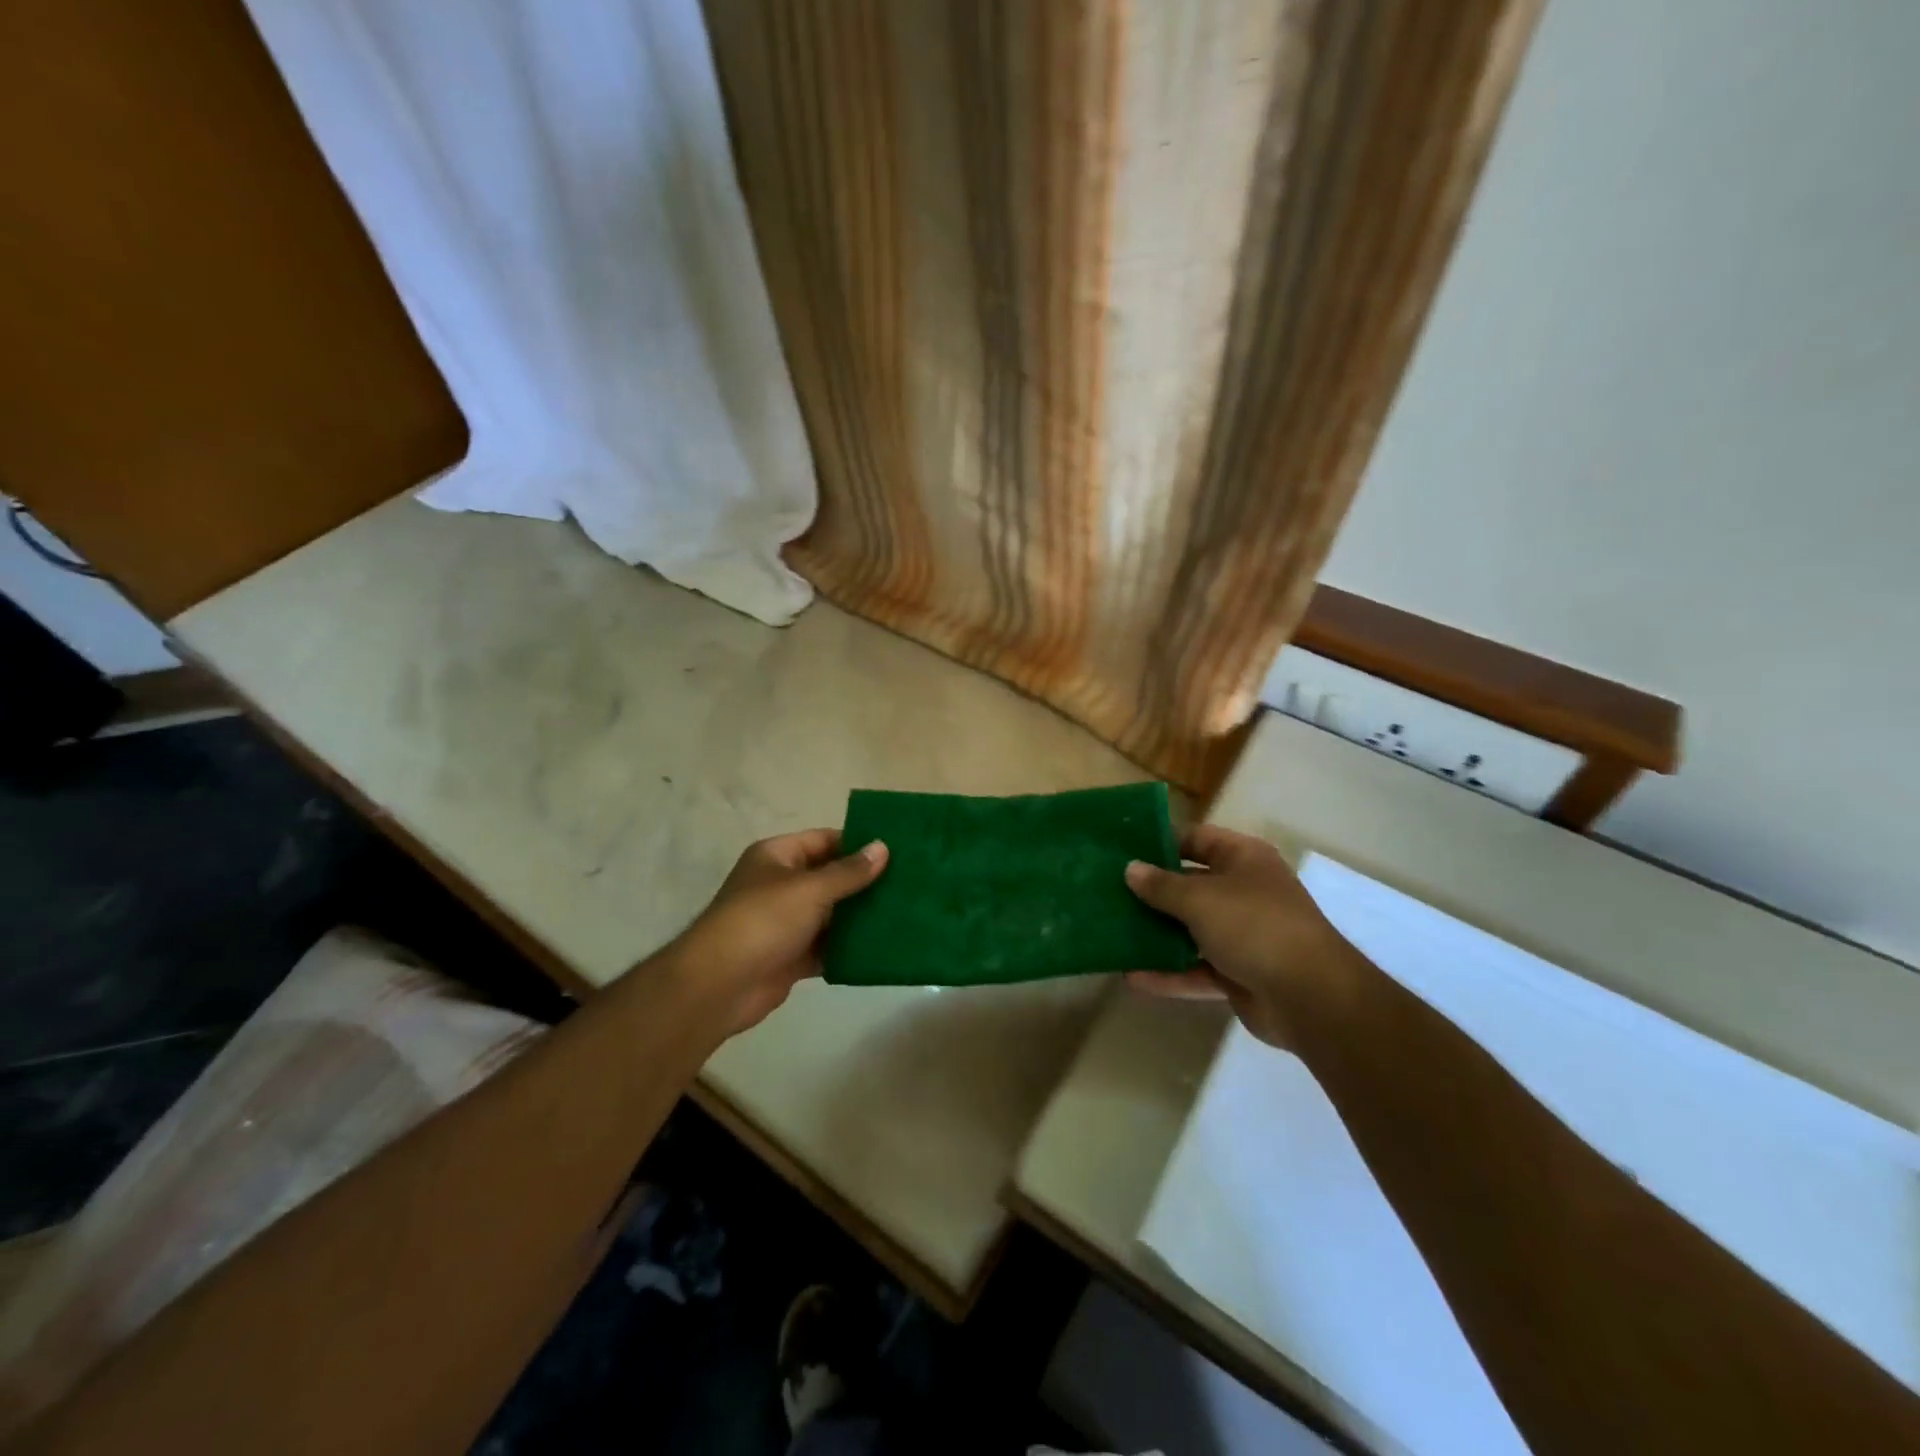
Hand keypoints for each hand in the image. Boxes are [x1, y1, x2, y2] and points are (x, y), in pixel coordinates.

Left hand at [668, 830, 887, 1033]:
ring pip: (831, 914)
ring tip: (904, 913)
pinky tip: (882, 948)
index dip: (858, 843)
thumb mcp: (810, 889)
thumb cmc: (763, 921)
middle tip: (909, 883)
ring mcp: (786, 923)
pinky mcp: (791, 956)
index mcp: (777, 857)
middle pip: (830, 877)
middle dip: (865, 882)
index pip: (824, 840)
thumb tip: (882, 847)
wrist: (719, 986)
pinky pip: (827, 946)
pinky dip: (849, 948)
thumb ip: (848, 871)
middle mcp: (781, 885)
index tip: (897, 850)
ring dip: (860, 917)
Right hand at [1123, 825, 1359, 1049]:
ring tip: (1113, 932)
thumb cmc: (1254, 926)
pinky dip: (1168, 973)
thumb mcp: (1200, 899)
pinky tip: (1132, 977)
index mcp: (1243, 859)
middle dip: (1151, 891)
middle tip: (1107, 891)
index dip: (1160, 842)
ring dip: (1156, 934)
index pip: (1196, 839)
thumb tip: (1130, 869)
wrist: (1310, 997)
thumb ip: (1161, 885)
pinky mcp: (1237, 973)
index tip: (1121, 850)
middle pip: (1189, 885)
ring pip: (1190, 929)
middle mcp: (1243, 891)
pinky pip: (1195, 969)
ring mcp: (1241, 934)